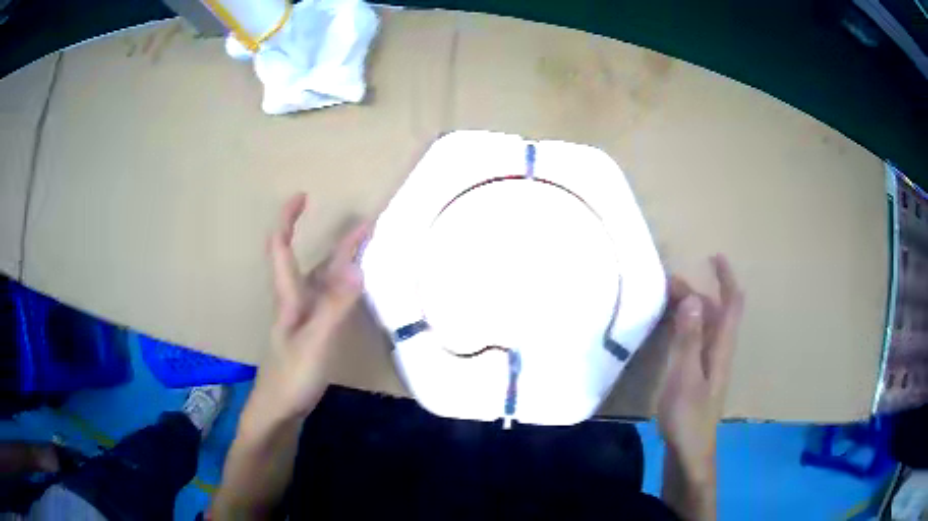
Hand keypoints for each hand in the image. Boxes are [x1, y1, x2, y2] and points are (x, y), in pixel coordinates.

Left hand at [242, 193, 369, 433]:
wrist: (278, 411)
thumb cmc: (290, 377)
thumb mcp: (314, 342)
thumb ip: (334, 307)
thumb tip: (358, 267)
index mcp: (290, 297)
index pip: (282, 248)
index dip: (288, 220)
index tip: (302, 195)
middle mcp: (296, 302)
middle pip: (312, 262)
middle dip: (337, 241)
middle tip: (367, 225)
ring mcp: (305, 319)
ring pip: (323, 281)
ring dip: (343, 261)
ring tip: (369, 250)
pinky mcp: (313, 334)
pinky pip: (330, 300)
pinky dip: (345, 287)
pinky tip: (356, 291)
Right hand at [658, 255, 743, 484]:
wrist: (689, 452)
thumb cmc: (688, 416)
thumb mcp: (685, 377)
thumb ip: (688, 339)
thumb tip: (693, 299)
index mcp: (721, 347)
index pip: (731, 304)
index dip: (726, 278)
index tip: (714, 257)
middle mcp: (719, 351)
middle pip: (716, 312)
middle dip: (698, 292)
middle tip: (669, 285)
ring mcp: (709, 365)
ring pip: (706, 327)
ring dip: (692, 309)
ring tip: (668, 301)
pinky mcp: (699, 376)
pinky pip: (696, 341)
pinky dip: (686, 327)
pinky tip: (671, 332)